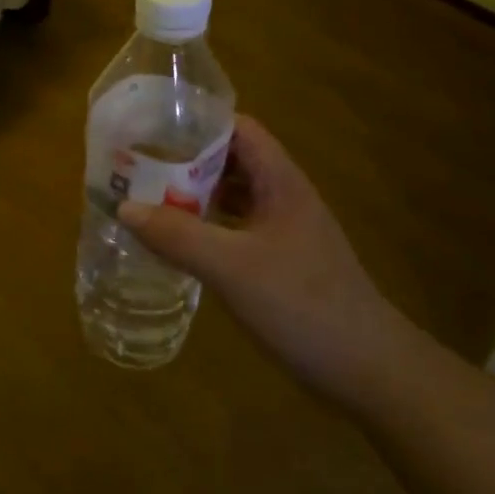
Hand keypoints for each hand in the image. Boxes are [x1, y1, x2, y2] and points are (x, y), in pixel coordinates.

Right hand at [116, 115, 416, 408]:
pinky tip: (181, 242)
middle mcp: (284, 197)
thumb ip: (177, 235)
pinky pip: (237, 228)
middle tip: (140, 163)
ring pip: (234, 196)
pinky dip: (208, 226)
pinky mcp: (283, 261)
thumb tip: (124, 206)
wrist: (370, 371)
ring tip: (149, 196)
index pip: (238, 129)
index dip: (198, 122)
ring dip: (196, 193)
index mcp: (280, 182)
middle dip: (187, 158)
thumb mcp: (231, 268)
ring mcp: (286, 230)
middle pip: (232, 160)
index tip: (153, 126)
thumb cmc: (302, 305)